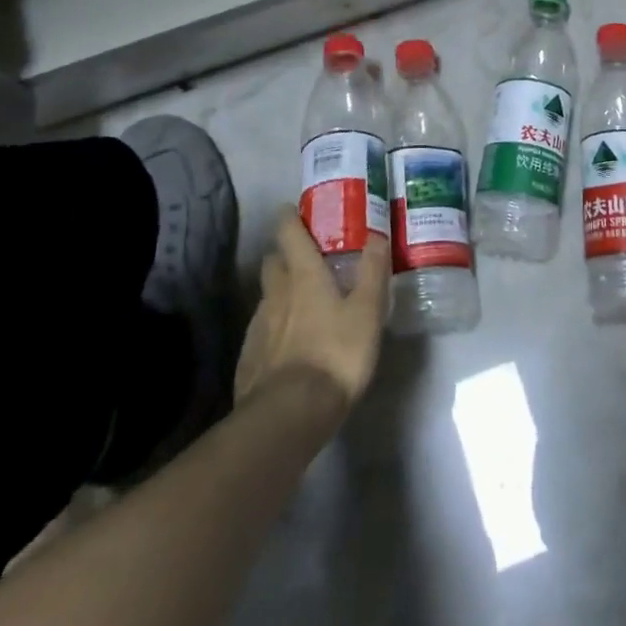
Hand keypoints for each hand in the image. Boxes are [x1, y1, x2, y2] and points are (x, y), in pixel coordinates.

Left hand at [234, 218, 389, 419]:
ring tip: (299, 300)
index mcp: (304, 277)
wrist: (289, 416)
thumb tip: (376, 234)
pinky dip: (273, 326)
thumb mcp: (367, 311)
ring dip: (279, 291)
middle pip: (272, 262)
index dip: (289, 218)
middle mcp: (276, 294)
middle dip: (283, 254)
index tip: (291, 209)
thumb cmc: (335, 354)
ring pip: (266, 297)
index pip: (289, 235)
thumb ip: (372, 271)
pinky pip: (261, 331)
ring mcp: (258, 328)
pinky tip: (286, 342)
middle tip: (302, 256)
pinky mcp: (249, 359)